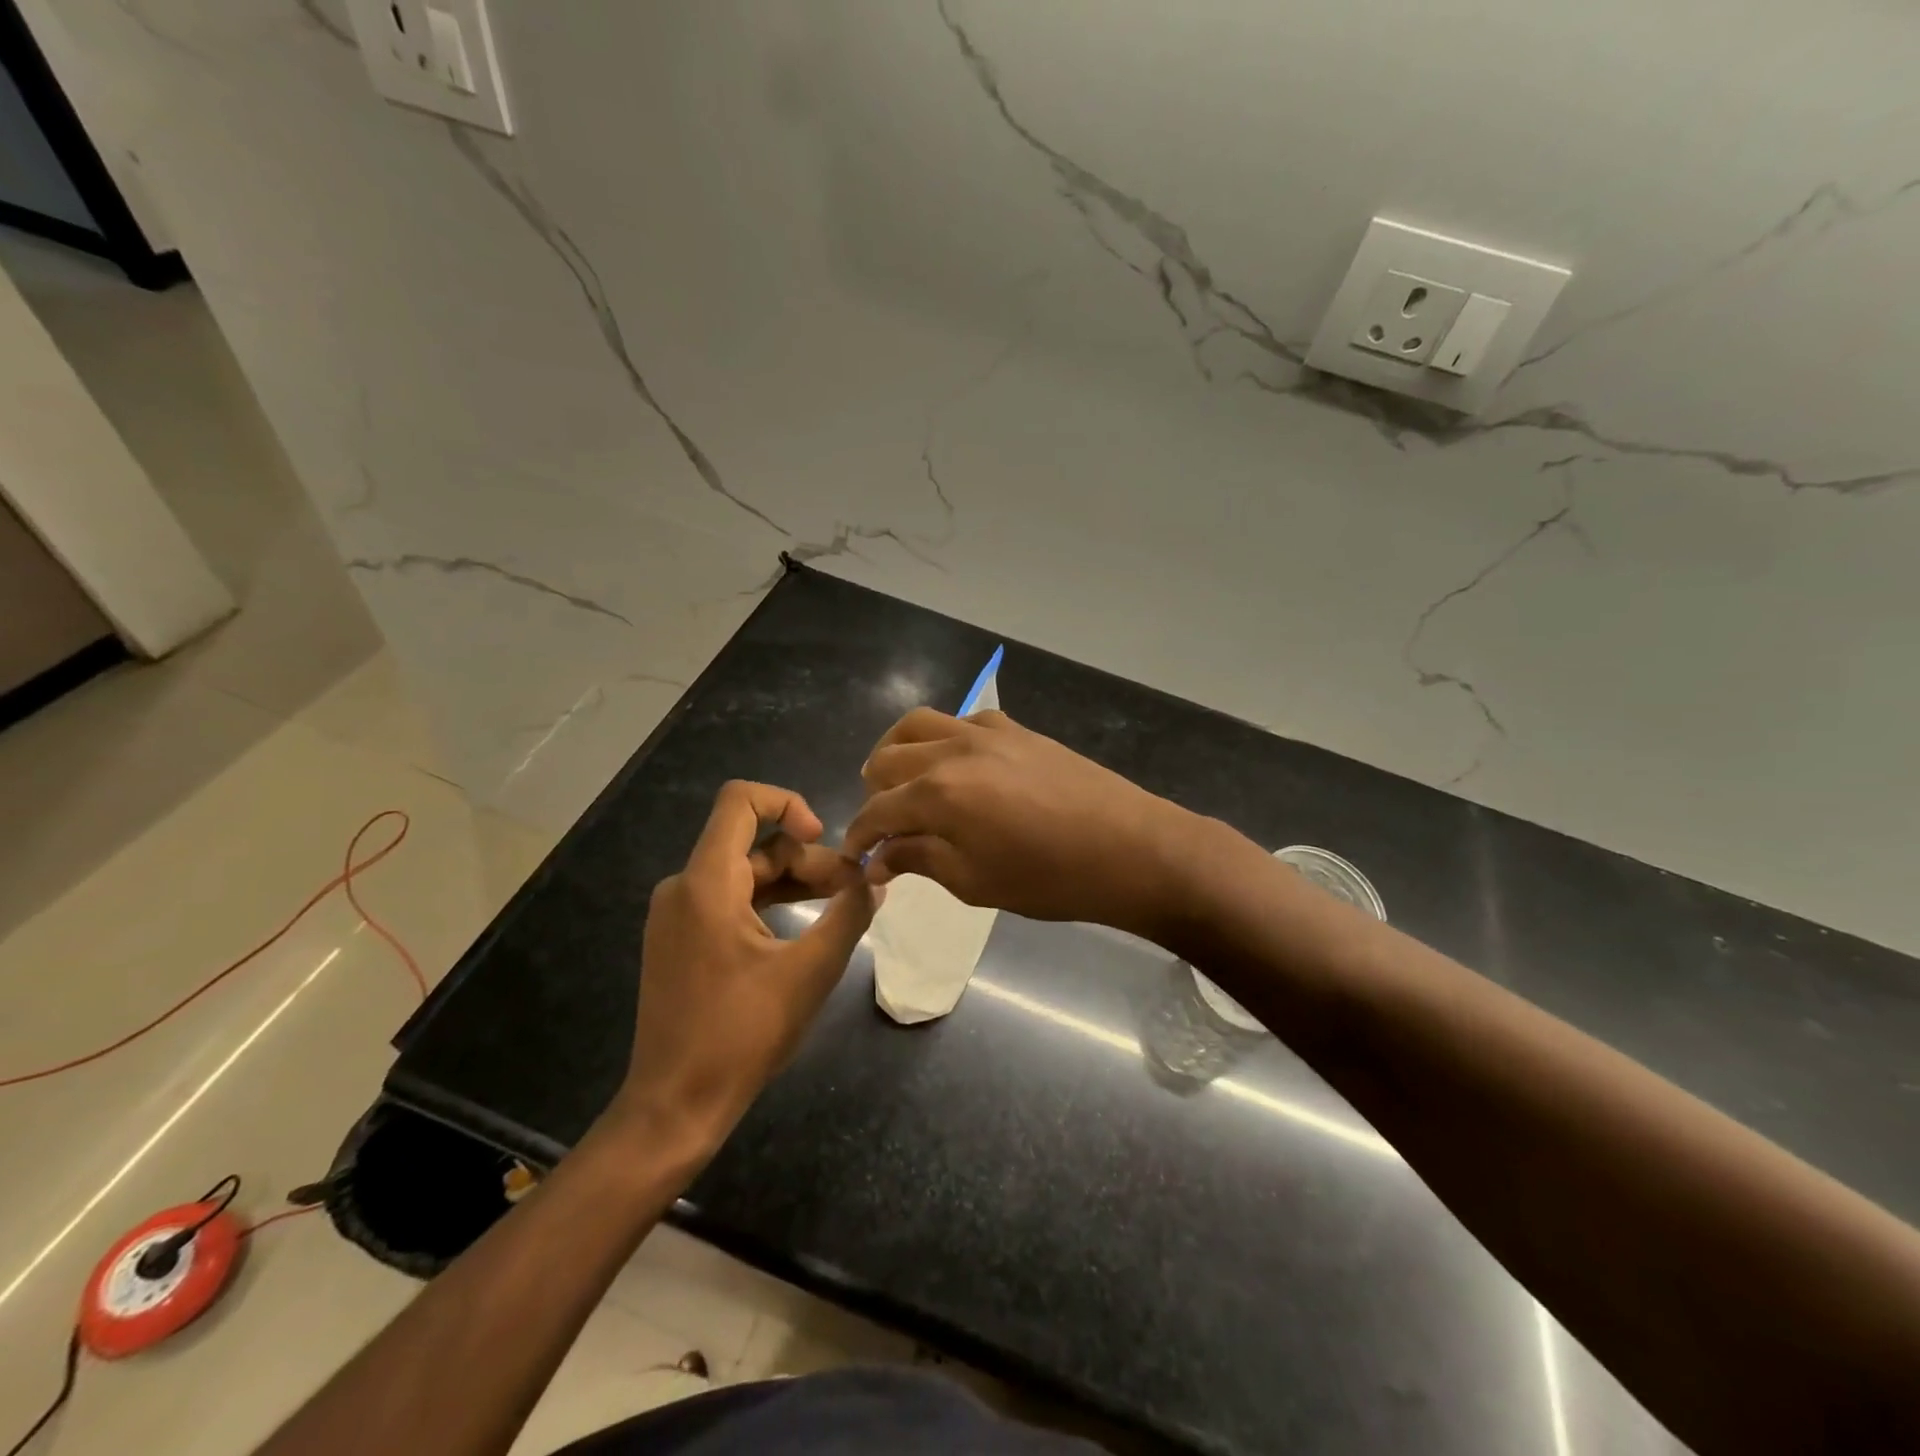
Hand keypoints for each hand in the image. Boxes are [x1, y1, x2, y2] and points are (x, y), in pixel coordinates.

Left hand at [612, 781, 880, 1156]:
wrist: (675, 1105)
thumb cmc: (742, 1035)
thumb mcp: (810, 971)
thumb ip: (848, 915)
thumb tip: (875, 880)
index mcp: (707, 883)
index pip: (740, 800)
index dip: (788, 802)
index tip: (824, 838)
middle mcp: (684, 887)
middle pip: (753, 844)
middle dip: (808, 859)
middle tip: (854, 890)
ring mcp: (678, 915)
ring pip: (745, 873)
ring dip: (794, 882)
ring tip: (841, 904)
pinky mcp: (681, 939)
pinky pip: (730, 900)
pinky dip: (770, 902)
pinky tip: (805, 925)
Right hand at [844, 709, 1197, 933]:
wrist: (1129, 848)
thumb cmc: (1049, 878)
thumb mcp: (975, 882)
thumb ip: (920, 860)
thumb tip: (880, 857)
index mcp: (938, 793)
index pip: (876, 810)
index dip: (859, 836)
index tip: (856, 856)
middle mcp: (952, 750)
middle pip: (887, 759)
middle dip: (873, 792)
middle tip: (883, 824)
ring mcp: (986, 732)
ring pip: (918, 724)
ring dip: (898, 752)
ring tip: (903, 781)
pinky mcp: (1016, 729)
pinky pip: (962, 720)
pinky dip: (943, 739)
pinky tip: (956, 766)